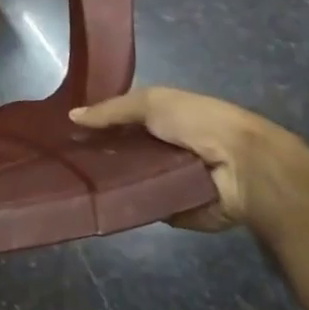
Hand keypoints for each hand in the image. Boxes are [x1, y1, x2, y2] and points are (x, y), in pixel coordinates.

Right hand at [70, 87, 305, 232]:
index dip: (96, 124)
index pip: (120, 121)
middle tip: (63, 159)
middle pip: (121, 151)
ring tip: (73, 182)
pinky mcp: (173, 207)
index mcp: (161, 119)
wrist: (244, 167)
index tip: (65, 131)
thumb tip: (72, 117)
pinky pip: (141, 205)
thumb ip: (111, 110)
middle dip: (96, 154)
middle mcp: (162, 148)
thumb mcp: (151, 102)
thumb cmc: (198, 122)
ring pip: (127, 178)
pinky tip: (97, 201)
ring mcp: (167, 179)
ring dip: (107, 180)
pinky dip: (125, 204)